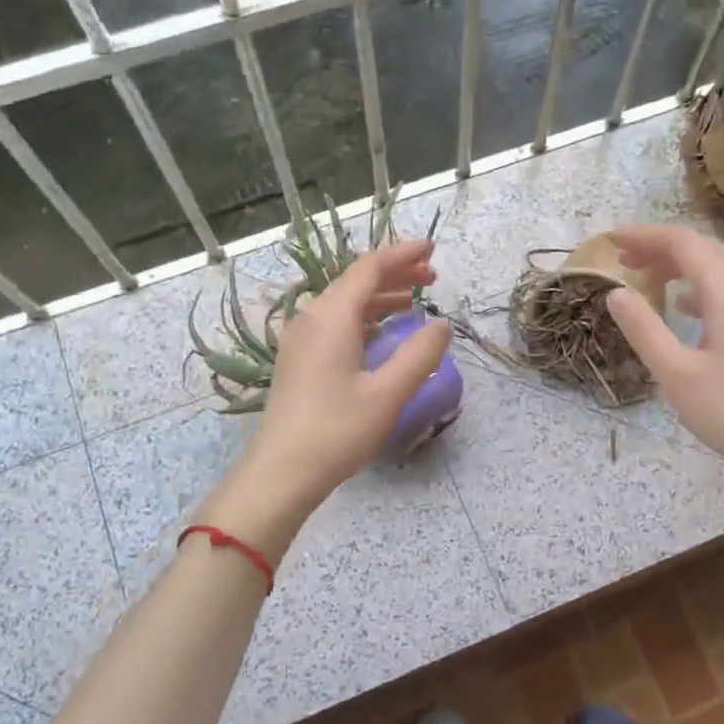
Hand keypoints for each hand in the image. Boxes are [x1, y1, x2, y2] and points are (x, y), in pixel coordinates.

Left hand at [236, 238, 451, 517]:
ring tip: (413, 303)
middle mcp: (311, 319)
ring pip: (344, 303)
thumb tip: (441, 324)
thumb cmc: (336, 431)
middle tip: (431, 278)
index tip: (432, 251)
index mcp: (331, 317)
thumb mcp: (388, 393)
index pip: (370, 268)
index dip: (403, 255)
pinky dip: (363, 318)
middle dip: (395, 274)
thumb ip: (420, 354)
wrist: (281, 472)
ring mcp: (300, 340)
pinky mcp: (298, 361)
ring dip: (379, 297)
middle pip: (355, 282)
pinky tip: (380, 334)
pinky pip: (334, 324)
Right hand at [602, 225, 723, 502]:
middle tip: (623, 258)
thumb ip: (643, 329)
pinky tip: (685, 307)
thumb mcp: (676, 374)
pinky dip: (703, 287)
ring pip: (722, 268)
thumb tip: (616, 293)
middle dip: (661, 248)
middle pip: (705, 249)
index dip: (645, 235)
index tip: (610, 239)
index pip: (684, 243)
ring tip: (647, 277)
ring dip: (682, 266)